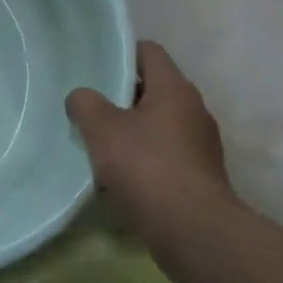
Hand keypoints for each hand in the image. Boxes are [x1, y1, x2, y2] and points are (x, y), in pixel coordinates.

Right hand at [66, 41, 233, 259]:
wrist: (193, 231)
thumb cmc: (146, 167)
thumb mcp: (101, 128)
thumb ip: (85, 103)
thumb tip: (82, 98)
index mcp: (175, 89)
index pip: (149, 52)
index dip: (120, 54)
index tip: (94, 67)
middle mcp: (193, 110)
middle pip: (152, 89)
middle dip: (120, 97)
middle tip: (89, 107)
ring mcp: (200, 145)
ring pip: (157, 124)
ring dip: (130, 131)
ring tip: (99, 144)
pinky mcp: (199, 176)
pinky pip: (164, 154)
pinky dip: (142, 159)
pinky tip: (118, 175)